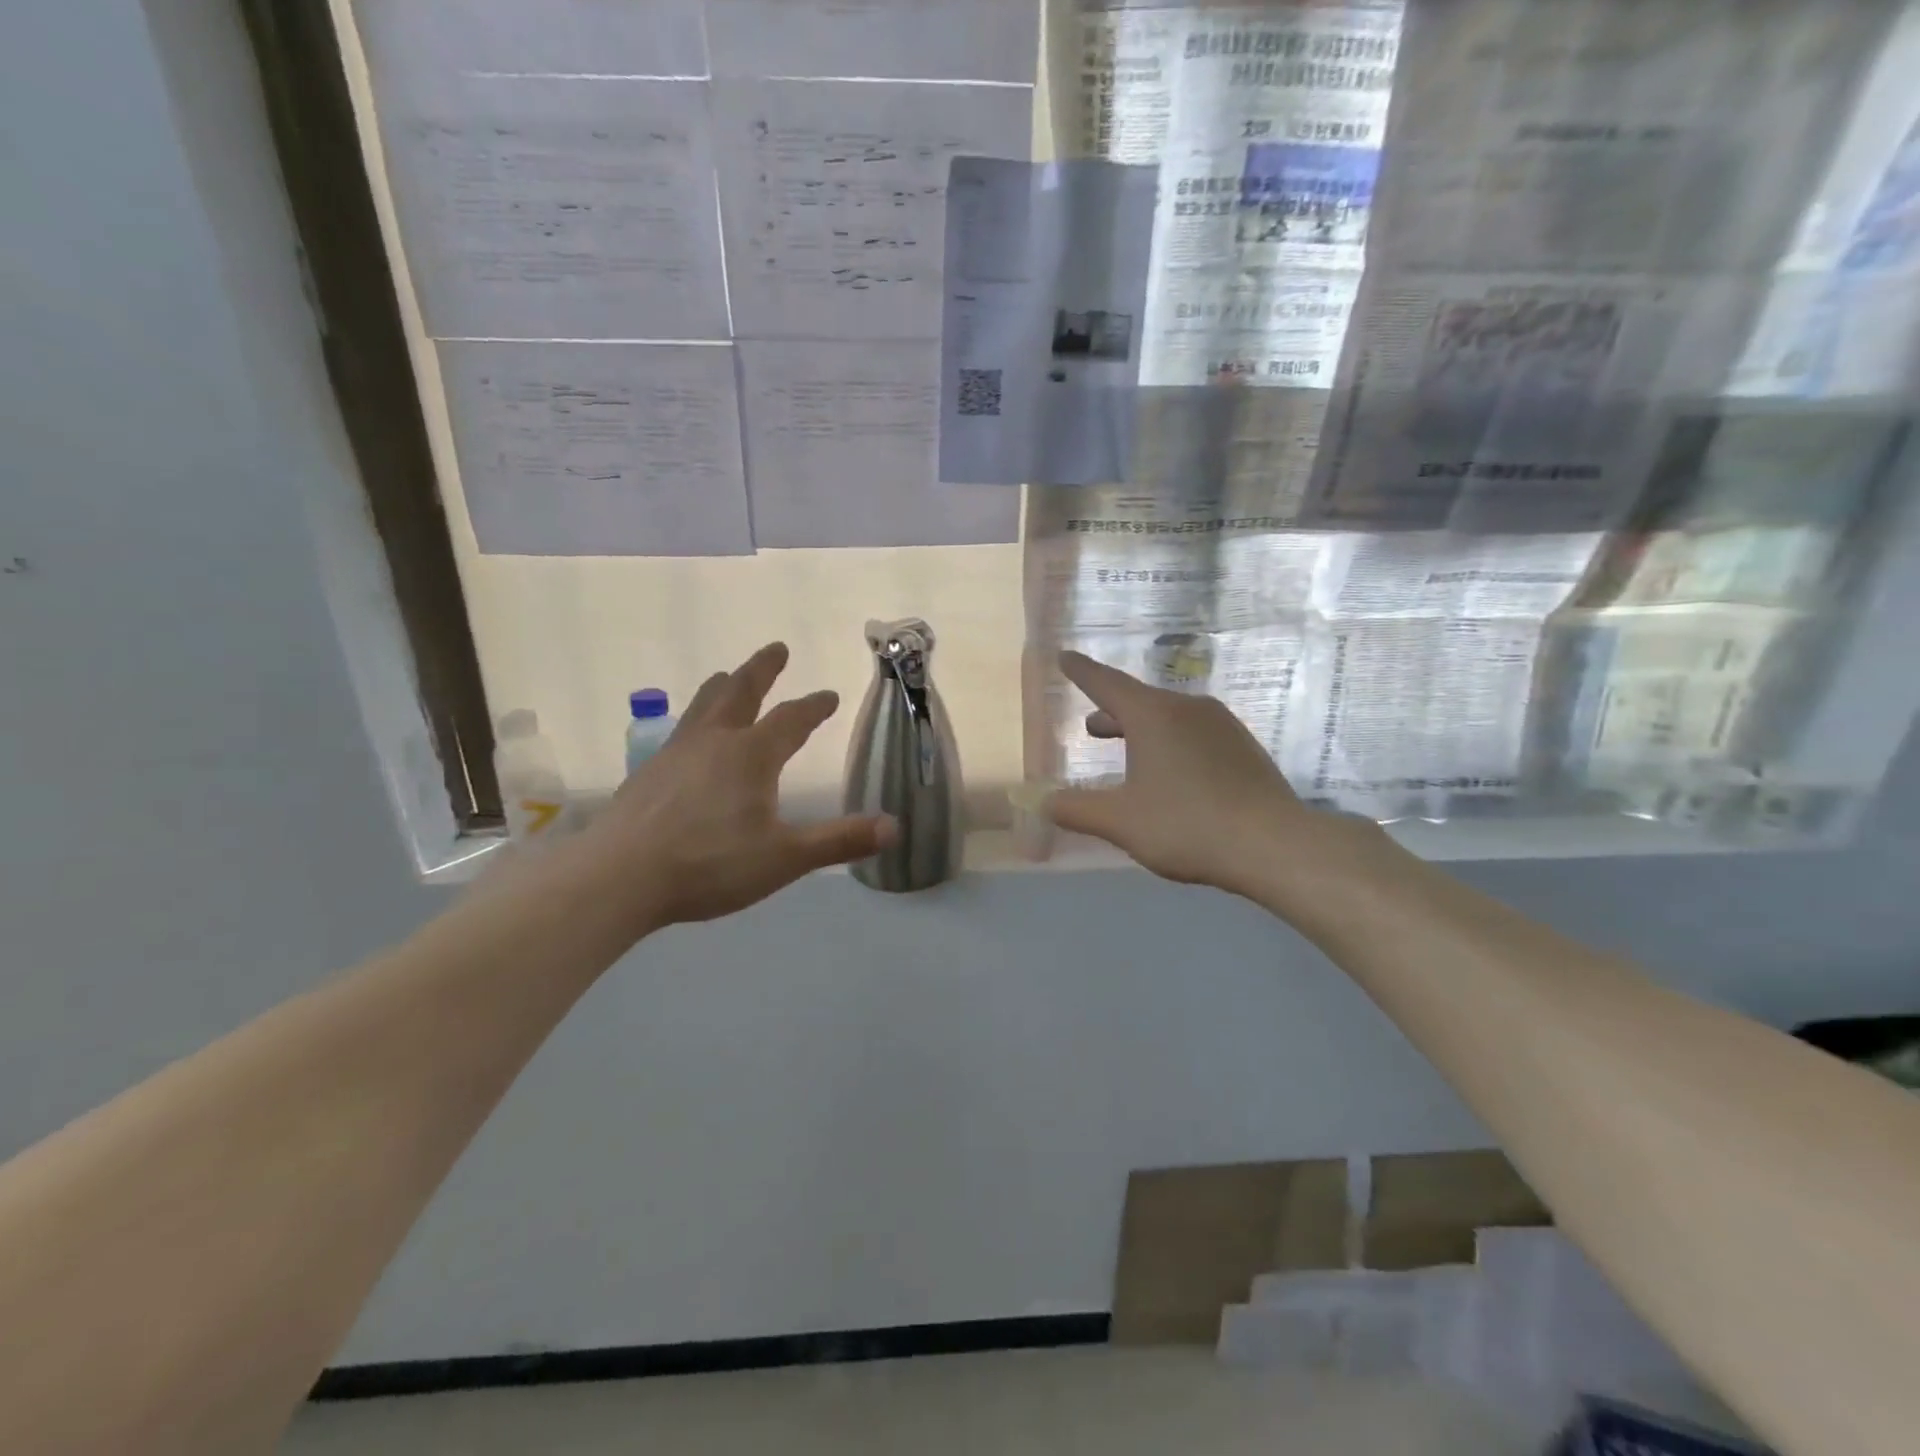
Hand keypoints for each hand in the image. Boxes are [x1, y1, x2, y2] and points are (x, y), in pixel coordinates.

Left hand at [579, 643, 894, 928]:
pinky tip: (689, 739)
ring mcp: (675, 754)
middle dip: (763, 669)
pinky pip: (680, 732)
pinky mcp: (648, 774)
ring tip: (726, 676)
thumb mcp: (785, 858)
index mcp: (751, 755)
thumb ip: (839, 841)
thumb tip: (894, 827)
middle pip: (741, 692)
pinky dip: (695, 721)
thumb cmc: (710, 864)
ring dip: (723, 687)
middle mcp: (714, 742)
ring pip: (703, 706)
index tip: (829, 696)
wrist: (619, 878)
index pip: (792, 719)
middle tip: (777, 648)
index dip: (814, 707)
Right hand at [1043, 651, 1380, 902]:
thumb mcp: (1121, 821)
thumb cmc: (1187, 824)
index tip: (1064, 656)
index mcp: (1153, 715)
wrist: (1274, 844)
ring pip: (1168, 717)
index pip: (1106, 682)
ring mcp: (1220, 725)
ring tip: (1127, 750)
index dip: (1080, 671)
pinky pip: (1193, 733)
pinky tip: (1171, 773)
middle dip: (1111, 712)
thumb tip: (1041, 801)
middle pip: (1139, 701)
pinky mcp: (1242, 747)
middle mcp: (1187, 708)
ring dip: (1141, 730)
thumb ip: (1076, 809)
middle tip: (1091, 727)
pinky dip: (1170, 743)